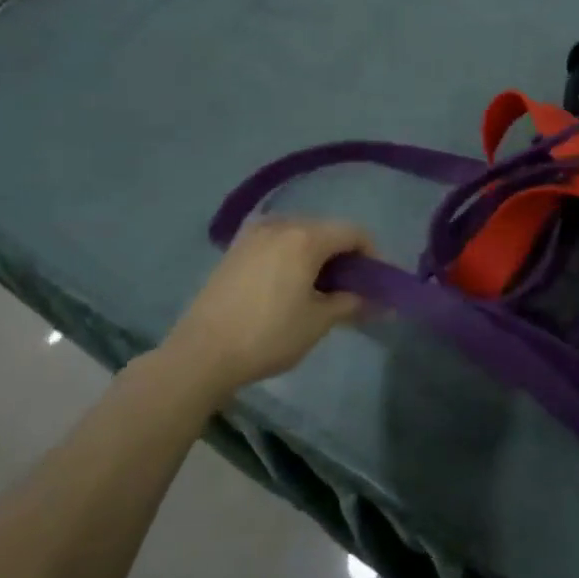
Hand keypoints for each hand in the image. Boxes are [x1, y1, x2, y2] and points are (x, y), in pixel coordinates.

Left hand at [154, 218, 372, 396]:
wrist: (201, 353)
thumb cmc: (268, 335)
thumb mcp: (318, 321)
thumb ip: (350, 303)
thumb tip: (373, 301)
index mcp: (306, 237)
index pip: (354, 233)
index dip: (372, 255)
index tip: (377, 282)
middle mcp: (281, 224)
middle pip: (327, 230)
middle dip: (345, 255)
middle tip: (352, 288)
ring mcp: (254, 234)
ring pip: (300, 234)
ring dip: (318, 255)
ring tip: (320, 288)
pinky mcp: (235, 249)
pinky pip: (277, 242)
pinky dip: (292, 256)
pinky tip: (290, 285)